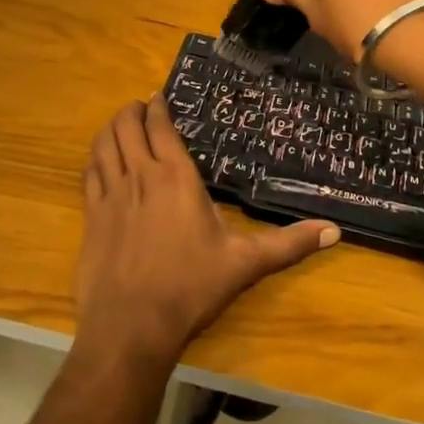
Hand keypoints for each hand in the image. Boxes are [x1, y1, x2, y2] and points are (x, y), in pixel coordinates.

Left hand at [75, 98, 337, 369]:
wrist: (132, 326)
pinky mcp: (91, 216)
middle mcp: (140, 175)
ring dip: (111, 128)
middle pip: (126, 126)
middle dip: (131, 110)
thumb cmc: (191, 288)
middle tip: (139, 107)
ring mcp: (111, 194)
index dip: (157, 107)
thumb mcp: (245, 264)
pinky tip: (99, 160)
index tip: (158, 97)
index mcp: (175, 177)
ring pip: (104, 144)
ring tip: (119, 124)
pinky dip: (94, 157)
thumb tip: (334, 231)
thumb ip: (288, 244)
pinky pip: (89, 173)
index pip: (160, 126)